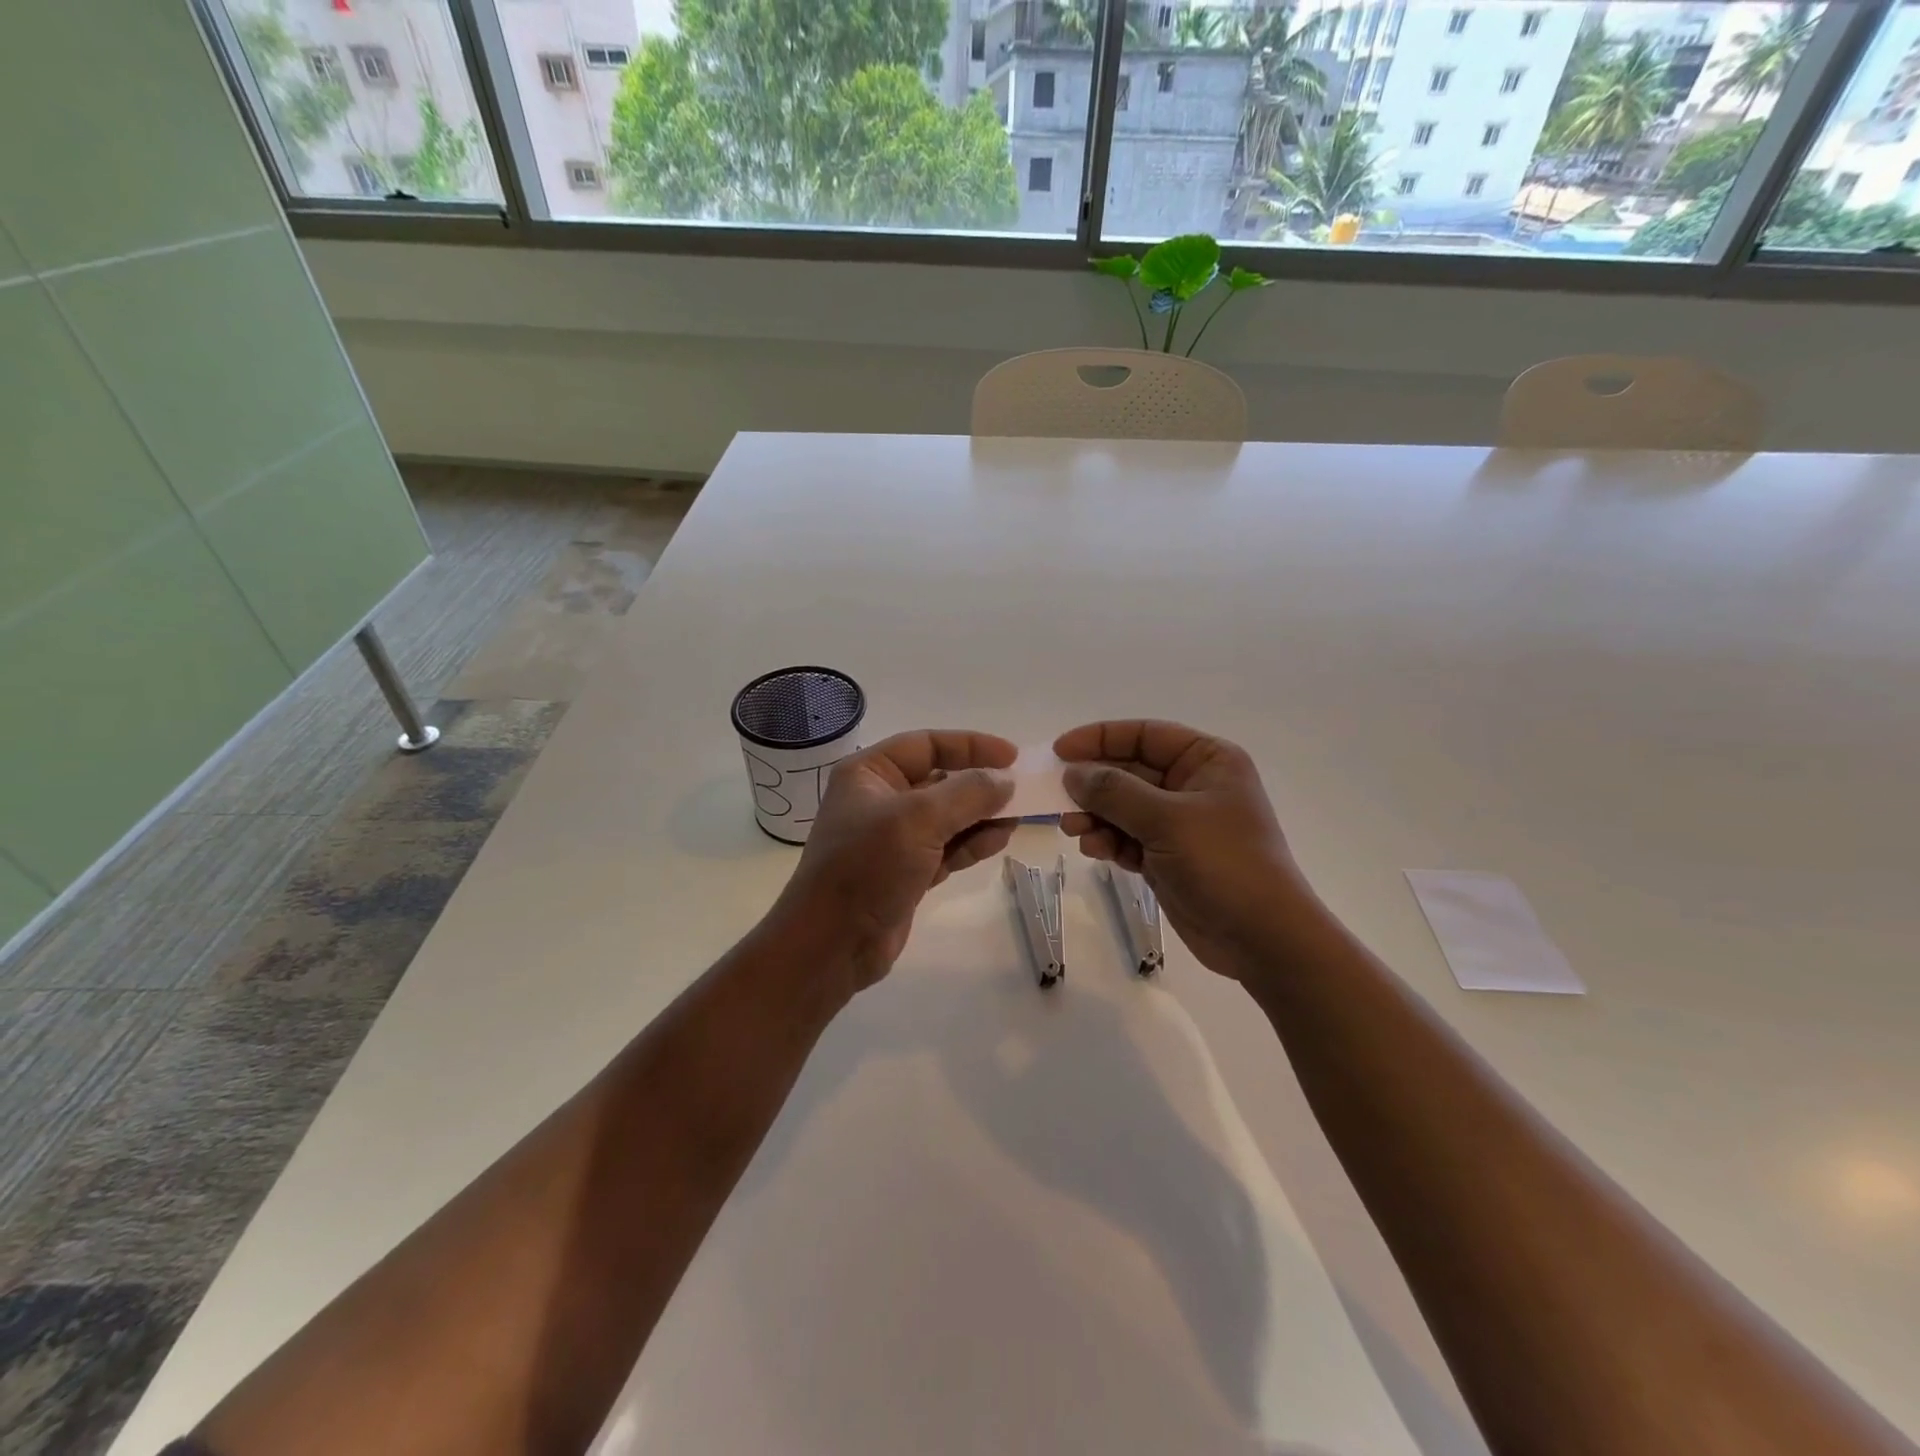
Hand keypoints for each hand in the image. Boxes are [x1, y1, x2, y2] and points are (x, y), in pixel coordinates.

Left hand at [776, 730, 1016, 993]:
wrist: (832, 945)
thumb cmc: (867, 867)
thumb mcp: (918, 820)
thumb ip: (967, 794)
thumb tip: (1005, 781)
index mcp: (870, 773)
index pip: (926, 744)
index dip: (970, 745)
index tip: (1012, 756)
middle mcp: (880, 799)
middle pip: (940, 780)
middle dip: (980, 784)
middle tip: (1023, 790)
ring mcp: (894, 839)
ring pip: (948, 817)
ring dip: (982, 815)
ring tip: (1018, 817)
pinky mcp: (907, 872)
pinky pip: (947, 847)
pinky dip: (972, 843)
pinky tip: (1000, 840)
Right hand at [1055, 720, 1321, 979]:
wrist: (1262, 938)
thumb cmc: (1224, 863)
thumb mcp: (1167, 819)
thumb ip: (1114, 791)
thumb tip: (1072, 773)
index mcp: (1207, 760)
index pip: (1144, 734)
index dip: (1100, 738)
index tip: (1060, 751)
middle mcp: (1193, 785)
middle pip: (1129, 771)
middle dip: (1094, 784)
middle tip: (1057, 797)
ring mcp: (1180, 823)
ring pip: (1123, 807)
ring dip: (1096, 816)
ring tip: (1073, 830)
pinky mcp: (1168, 857)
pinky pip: (1128, 838)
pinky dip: (1109, 841)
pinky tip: (1094, 850)